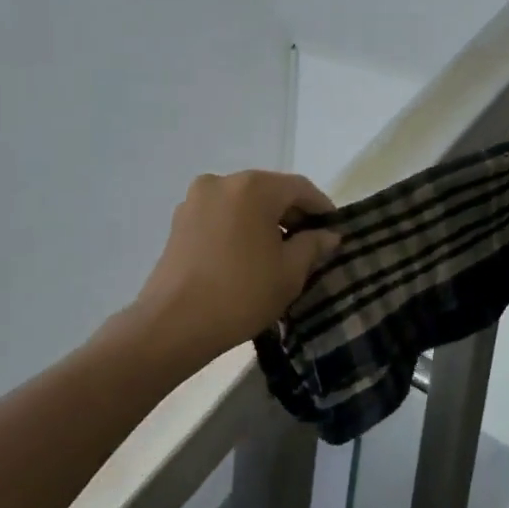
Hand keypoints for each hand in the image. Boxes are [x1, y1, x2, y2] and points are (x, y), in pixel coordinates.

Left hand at [128, 170, 340, 368]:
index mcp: (253, 187)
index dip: (322, 208)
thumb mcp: (290, 272)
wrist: (173, 325)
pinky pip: (222, 216)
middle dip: (293, 215)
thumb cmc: (241, 293)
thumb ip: (313, 245)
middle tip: (311, 244)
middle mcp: (222, 182)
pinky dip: (240, 228)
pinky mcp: (179, 222)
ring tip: (280, 253)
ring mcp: (196, 201)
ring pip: (244, 204)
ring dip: (265, 222)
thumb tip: (327, 235)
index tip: (335, 231)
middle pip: (270, 191)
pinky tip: (249, 256)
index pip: (300, 188)